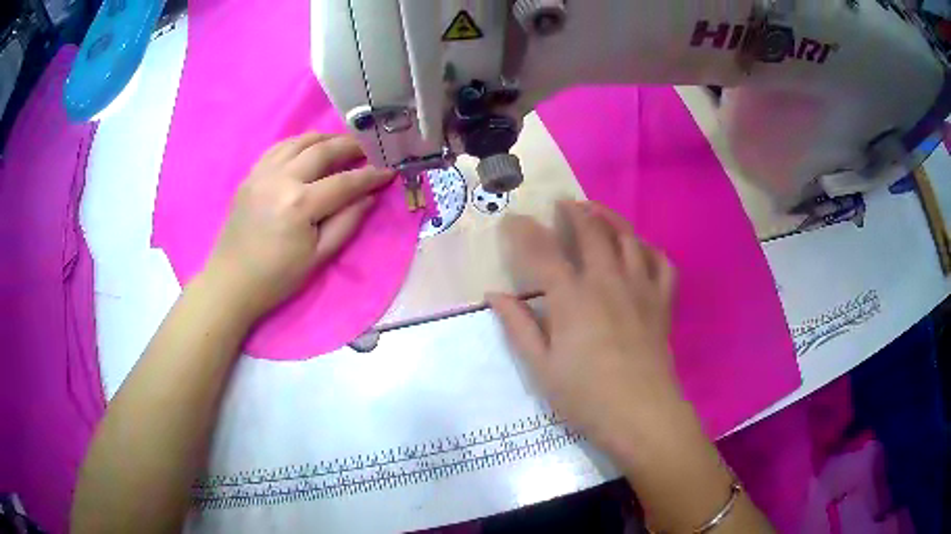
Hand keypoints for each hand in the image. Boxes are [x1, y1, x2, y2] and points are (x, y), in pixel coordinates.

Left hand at [202, 132, 393, 318]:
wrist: (231, 282)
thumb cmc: (277, 278)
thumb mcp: (318, 258)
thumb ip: (346, 223)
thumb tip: (368, 197)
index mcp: (299, 205)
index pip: (344, 182)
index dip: (370, 176)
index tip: (390, 171)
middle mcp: (281, 179)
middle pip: (323, 151)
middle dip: (351, 146)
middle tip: (369, 149)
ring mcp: (262, 173)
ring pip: (299, 141)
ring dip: (325, 139)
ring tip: (341, 145)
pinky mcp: (250, 175)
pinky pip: (278, 148)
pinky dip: (298, 143)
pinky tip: (308, 149)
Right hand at [488, 201, 684, 455]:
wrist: (641, 414)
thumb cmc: (586, 396)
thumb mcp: (541, 367)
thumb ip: (518, 327)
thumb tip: (494, 295)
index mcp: (572, 299)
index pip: (544, 251)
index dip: (525, 231)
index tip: (513, 219)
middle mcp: (607, 282)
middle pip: (591, 232)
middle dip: (574, 211)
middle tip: (562, 203)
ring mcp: (640, 288)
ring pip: (627, 238)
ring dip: (610, 218)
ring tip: (597, 211)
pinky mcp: (661, 301)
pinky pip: (661, 263)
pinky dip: (649, 249)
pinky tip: (639, 249)